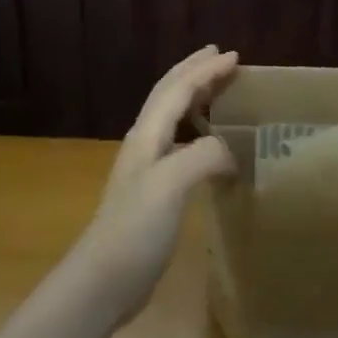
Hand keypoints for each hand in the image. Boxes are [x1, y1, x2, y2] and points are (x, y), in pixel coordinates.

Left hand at [72, 46, 238, 320]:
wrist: (103, 281)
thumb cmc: (135, 229)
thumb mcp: (171, 184)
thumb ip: (204, 155)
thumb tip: (230, 151)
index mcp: (147, 137)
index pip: (178, 91)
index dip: (205, 71)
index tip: (235, 56)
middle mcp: (145, 146)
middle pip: (168, 96)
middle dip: (193, 72)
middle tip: (220, 57)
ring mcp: (147, 170)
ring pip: (172, 119)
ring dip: (194, 97)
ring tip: (217, 91)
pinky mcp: (154, 194)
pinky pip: (180, 146)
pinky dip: (198, 132)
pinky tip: (210, 147)